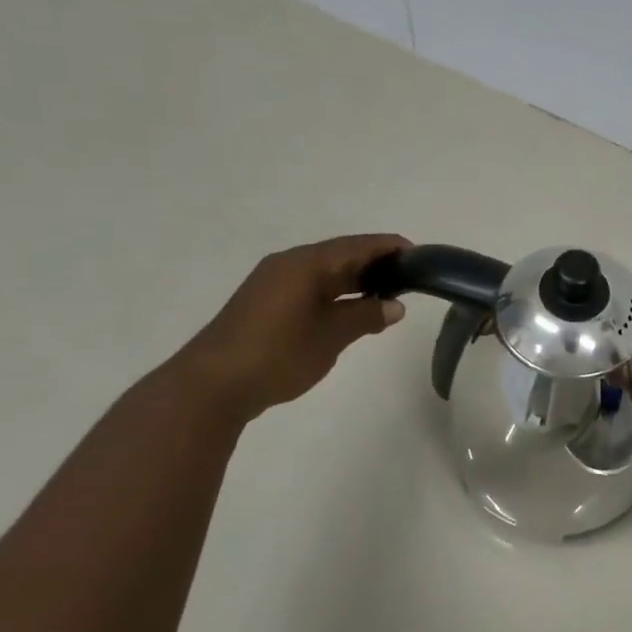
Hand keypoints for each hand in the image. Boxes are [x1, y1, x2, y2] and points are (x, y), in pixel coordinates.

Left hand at [176, 234, 410, 423]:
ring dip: (355, 282)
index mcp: (306, 264)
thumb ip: (365, 317)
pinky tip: (351, 311)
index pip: (357, 246)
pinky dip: (335, 295)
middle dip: (375, 264)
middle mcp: (289, 265)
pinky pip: (310, 288)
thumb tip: (395, 306)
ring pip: (324, 273)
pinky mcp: (266, 304)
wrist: (213, 385)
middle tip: (409, 278)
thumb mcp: (330, 337)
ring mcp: (274, 284)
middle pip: (341, 255)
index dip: (389, 247)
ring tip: (387, 296)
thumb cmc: (278, 354)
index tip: (419, 256)